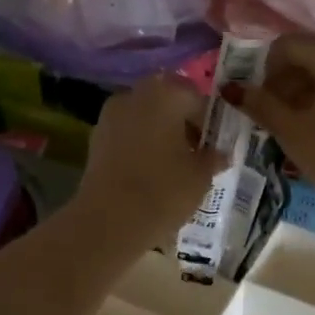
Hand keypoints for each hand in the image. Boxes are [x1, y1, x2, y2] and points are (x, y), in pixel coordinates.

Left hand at [75, 77, 224, 250]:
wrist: (110, 221)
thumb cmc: (164, 190)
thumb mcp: (201, 176)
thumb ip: (212, 158)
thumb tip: (219, 153)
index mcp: (166, 93)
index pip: (194, 95)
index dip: (206, 118)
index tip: (213, 143)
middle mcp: (135, 95)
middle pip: (165, 101)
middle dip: (180, 122)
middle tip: (194, 151)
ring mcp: (110, 116)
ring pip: (143, 117)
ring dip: (158, 133)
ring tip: (172, 165)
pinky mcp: (95, 139)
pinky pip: (126, 134)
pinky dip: (139, 146)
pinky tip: (149, 172)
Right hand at [227, 36, 314, 223]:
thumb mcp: (293, 132)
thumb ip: (261, 105)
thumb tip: (232, 88)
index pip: (288, 45)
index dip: (265, 70)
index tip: (259, 102)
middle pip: (312, 57)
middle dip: (286, 83)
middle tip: (273, 119)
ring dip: (308, 96)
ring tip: (296, 131)